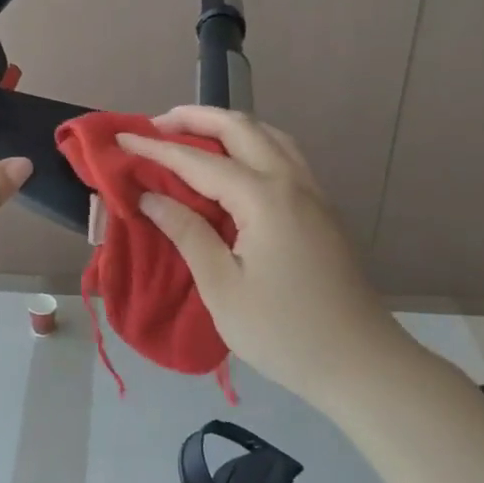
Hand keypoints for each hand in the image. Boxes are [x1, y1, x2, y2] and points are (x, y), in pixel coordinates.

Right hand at [119, 107, 399, 402]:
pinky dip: (253, 144)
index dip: (156, 148)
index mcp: (264, 199)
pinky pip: (284, 156)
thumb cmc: (283, 332)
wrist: (362, 364)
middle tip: (156, 124)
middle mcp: (291, 182)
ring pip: (270, 136)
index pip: (198, 161)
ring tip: (193, 134)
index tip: (121, 137)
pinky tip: (237, 163)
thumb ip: (187, 233)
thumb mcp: (222, 287)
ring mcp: (313, 194)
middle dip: (196, 118)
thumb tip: (150, 197)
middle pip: (241, 129)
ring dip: (228, 126)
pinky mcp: (322, 211)